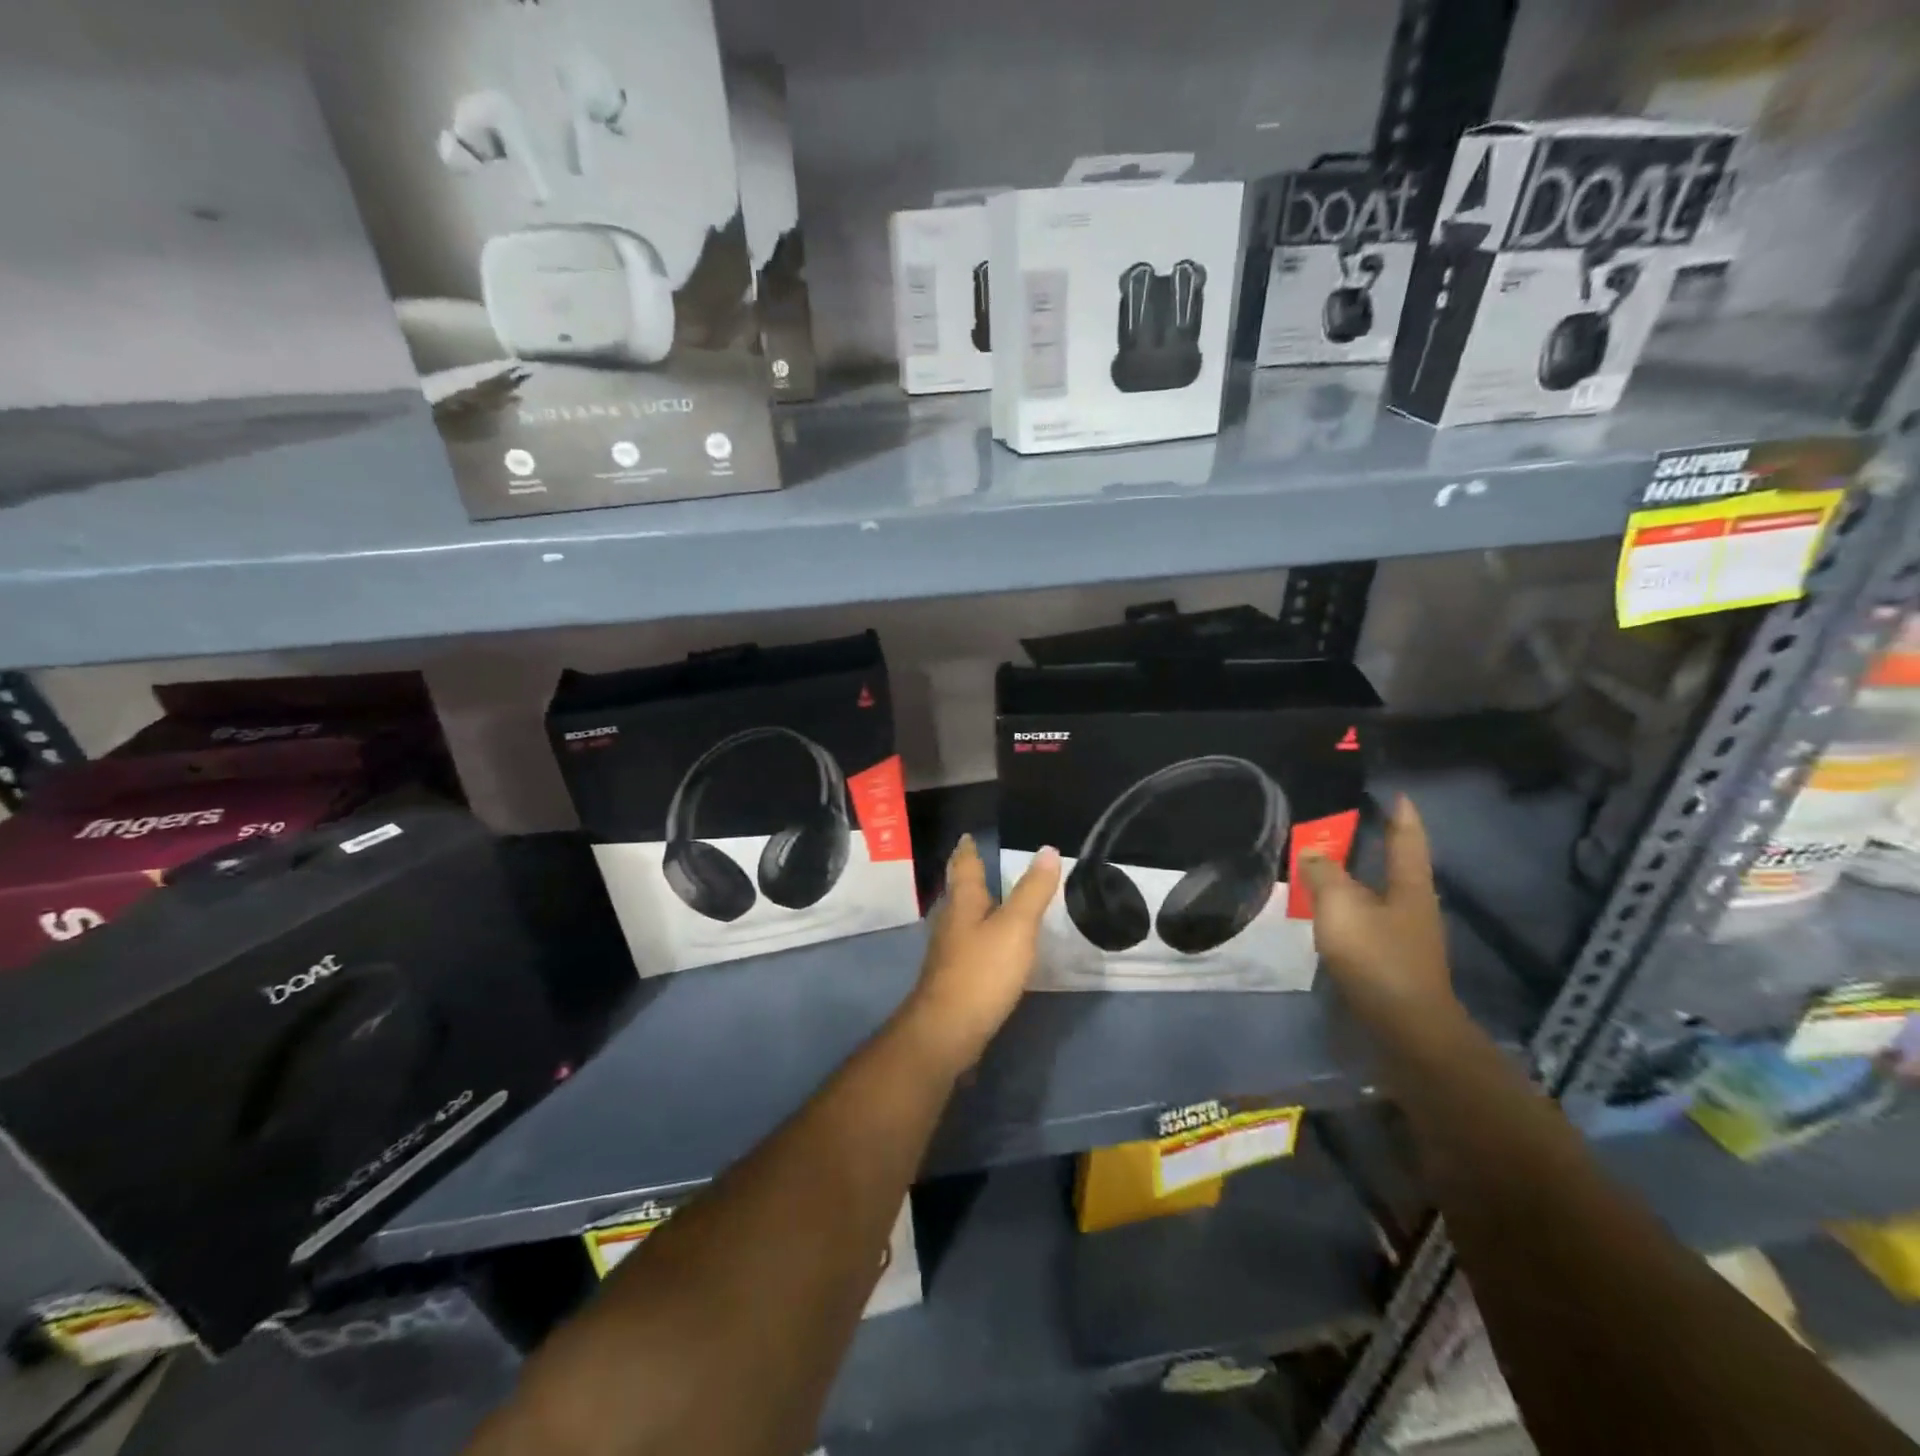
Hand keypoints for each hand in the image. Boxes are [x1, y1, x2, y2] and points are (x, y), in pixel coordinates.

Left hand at [902, 835, 1060, 1074]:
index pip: (964, 866)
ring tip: (991, 899)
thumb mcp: (1016, 927)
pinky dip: (980, 935)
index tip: (968, 836)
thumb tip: (1048, 850)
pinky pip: (968, 945)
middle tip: (981, 862)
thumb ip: (1032, 891)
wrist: (948, 1030)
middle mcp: (951, 921)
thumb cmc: (982, 971)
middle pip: (959, 891)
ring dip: (974, 906)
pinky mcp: (954, 977)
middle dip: (968, 876)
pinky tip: (991, 945)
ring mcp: (949, 951)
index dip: (968, 850)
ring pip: (962, 918)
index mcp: (963, 902)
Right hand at [1298, 795, 1456, 1032]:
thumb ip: (1324, 875)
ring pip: (1378, 896)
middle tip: (1347, 825)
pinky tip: (1328, 913)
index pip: (1407, 839)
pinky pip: (1366, 921)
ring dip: (1356, 880)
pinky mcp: (1391, 963)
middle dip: (1375, 846)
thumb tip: (1313, 852)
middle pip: (1395, 867)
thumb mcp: (1341, 907)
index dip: (1401, 815)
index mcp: (1410, 886)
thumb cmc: (1377, 958)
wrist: (1405, 1029)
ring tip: (1326, 866)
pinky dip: (1347, 909)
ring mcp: (1405, 938)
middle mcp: (1413, 907)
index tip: (1395, 794)